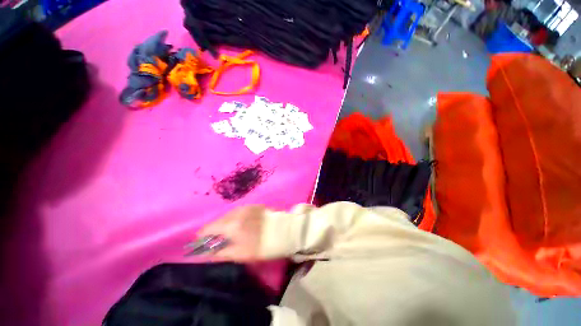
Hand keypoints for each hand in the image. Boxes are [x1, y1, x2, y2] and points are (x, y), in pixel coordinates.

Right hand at [195, 205, 265, 261]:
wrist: (285, 231)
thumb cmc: (264, 245)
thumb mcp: (241, 254)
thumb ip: (221, 253)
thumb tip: (206, 254)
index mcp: (232, 224)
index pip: (209, 228)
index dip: (202, 236)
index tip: (199, 243)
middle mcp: (237, 212)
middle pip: (218, 220)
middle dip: (214, 230)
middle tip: (216, 240)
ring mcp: (246, 207)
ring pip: (228, 215)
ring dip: (225, 223)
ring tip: (228, 233)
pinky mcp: (254, 205)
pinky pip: (239, 212)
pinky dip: (235, 218)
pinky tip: (240, 225)